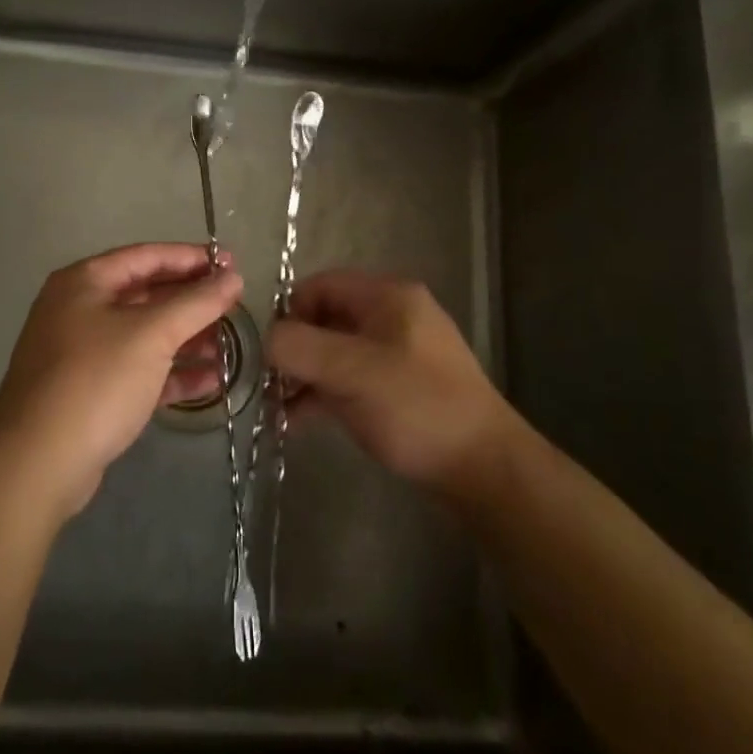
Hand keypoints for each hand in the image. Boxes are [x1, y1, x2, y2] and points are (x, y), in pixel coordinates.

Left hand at [0, 243, 242, 520]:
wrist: (36, 464)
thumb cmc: (95, 381)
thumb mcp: (152, 334)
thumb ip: (197, 302)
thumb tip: (232, 277)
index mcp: (85, 282)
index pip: (147, 256)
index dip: (192, 258)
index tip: (232, 264)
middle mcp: (80, 310)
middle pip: (147, 294)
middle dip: (192, 302)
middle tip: (235, 306)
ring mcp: (82, 353)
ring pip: (144, 335)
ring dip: (186, 339)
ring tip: (228, 347)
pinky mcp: (90, 392)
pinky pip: (138, 371)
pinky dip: (171, 373)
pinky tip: (209, 381)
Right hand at [268, 271, 508, 491]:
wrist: (485, 468)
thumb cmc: (416, 407)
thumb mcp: (351, 372)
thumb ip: (299, 348)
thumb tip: (268, 339)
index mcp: (387, 295)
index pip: (321, 285)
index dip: (290, 313)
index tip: (271, 353)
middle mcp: (394, 314)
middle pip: (328, 317)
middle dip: (296, 348)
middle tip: (272, 386)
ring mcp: (401, 351)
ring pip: (338, 350)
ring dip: (307, 374)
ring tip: (281, 410)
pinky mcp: (403, 386)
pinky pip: (353, 377)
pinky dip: (327, 392)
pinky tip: (303, 420)